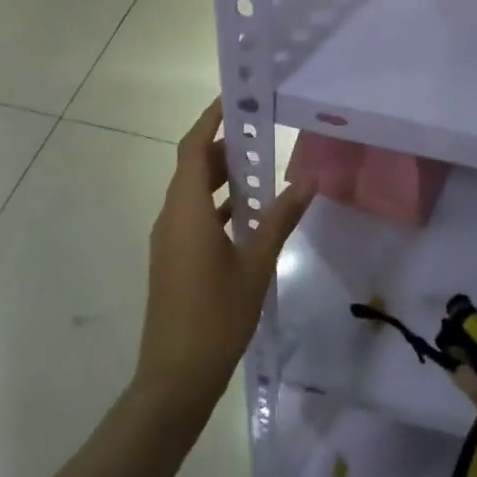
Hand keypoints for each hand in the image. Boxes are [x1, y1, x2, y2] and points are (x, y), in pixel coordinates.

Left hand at [132, 98, 312, 425]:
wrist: (175, 378)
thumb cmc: (216, 317)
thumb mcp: (256, 265)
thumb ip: (280, 218)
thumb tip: (308, 179)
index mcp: (187, 211)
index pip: (194, 148)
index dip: (210, 119)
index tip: (235, 98)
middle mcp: (171, 217)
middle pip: (193, 167)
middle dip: (224, 147)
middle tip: (261, 134)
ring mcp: (168, 240)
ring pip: (193, 193)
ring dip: (222, 178)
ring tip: (261, 171)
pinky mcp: (172, 259)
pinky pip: (193, 216)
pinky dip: (218, 206)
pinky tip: (248, 217)